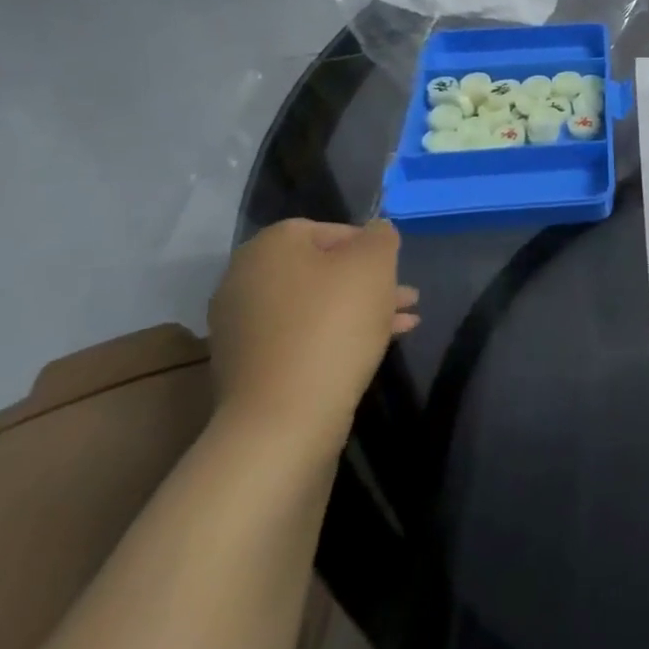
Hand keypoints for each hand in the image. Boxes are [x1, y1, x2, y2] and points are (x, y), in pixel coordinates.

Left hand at [207, 218, 418, 455]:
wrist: (283, 418)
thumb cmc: (333, 325)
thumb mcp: (374, 264)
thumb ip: (380, 236)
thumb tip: (376, 231)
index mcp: (269, 246)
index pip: (327, 230)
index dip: (368, 246)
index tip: (394, 268)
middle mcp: (245, 279)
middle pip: (321, 270)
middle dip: (368, 282)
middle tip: (406, 297)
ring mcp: (242, 326)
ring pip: (315, 306)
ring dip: (359, 310)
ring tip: (404, 324)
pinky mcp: (249, 366)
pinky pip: (301, 338)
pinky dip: (335, 337)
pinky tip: (375, 348)